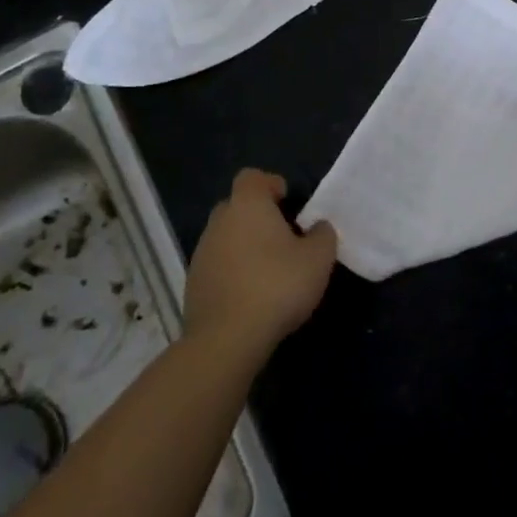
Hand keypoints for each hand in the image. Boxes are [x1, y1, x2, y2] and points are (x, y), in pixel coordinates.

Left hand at [184, 169, 336, 356]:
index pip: (252, 177)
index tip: (288, 203)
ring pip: (226, 237)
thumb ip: (322, 235)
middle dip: (258, 216)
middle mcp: (219, 222)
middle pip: (237, 206)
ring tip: (268, 270)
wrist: (226, 340)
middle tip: (282, 237)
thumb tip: (318, 227)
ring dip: (244, 246)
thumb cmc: (277, 286)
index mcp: (247, 205)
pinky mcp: (193, 285)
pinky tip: (251, 295)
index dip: (271, 184)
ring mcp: (202, 254)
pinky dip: (232, 272)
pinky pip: (217, 266)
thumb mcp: (318, 259)